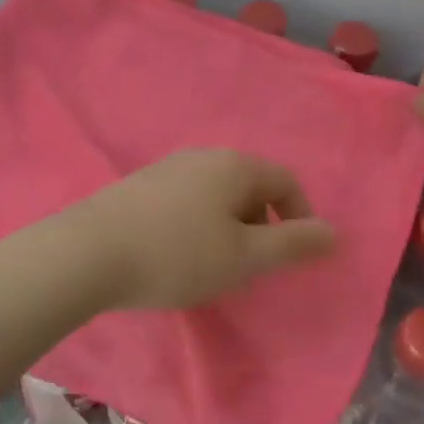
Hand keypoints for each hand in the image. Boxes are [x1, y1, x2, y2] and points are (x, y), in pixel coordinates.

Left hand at [69, 150, 335, 312]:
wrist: (89, 253)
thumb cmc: (178, 255)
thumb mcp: (244, 257)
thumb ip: (292, 245)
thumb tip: (334, 233)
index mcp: (235, 165)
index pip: (286, 182)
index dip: (300, 218)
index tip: (293, 257)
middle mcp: (204, 156)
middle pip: (251, 185)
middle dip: (262, 225)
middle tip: (251, 267)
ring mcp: (168, 167)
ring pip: (217, 194)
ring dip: (229, 228)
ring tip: (215, 266)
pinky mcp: (141, 185)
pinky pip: (188, 200)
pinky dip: (199, 225)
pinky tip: (178, 255)